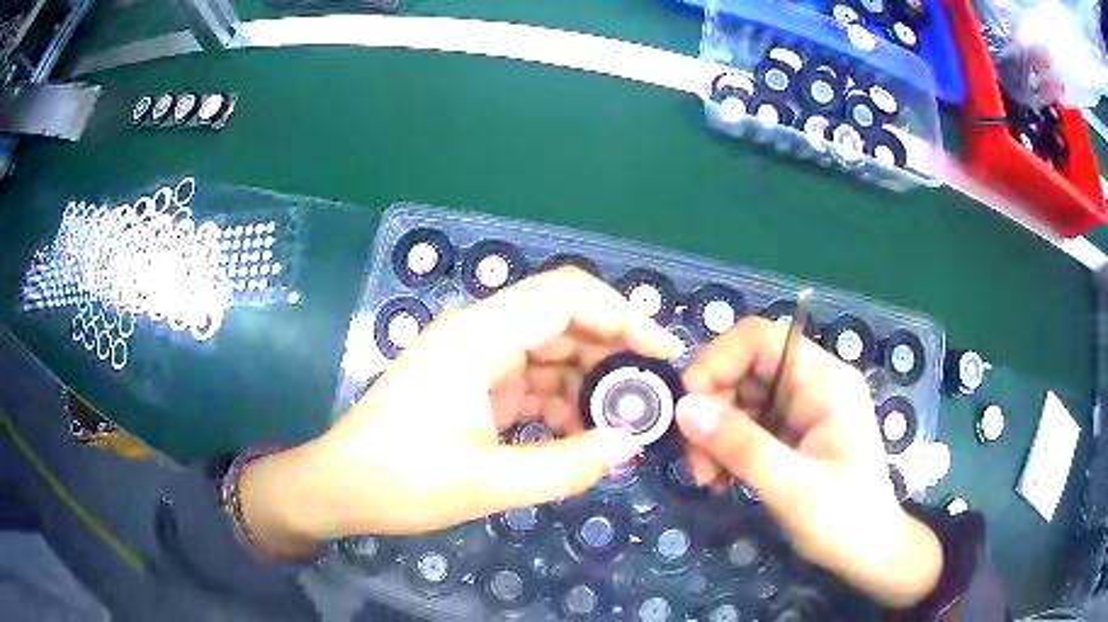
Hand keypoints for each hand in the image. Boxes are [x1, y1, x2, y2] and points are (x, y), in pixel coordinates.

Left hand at [239, 267, 682, 556]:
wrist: (339, 488)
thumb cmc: (401, 481)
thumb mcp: (489, 483)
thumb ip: (566, 465)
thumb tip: (629, 445)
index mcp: (477, 338)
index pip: (565, 295)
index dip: (622, 315)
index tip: (661, 354)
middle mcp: (477, 333)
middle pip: (562, 319)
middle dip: (612, 353)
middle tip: (650, 397)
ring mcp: (473, 358)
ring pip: (549, 351)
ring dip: (587, 382)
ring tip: (621, 423)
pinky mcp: (471, 383)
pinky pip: (529, 379)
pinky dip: (559, 401)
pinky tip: (579, 433)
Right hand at [674, 318, 941, 606]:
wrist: (869, 551)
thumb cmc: (843, 519)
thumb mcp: (792, 487)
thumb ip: (741, 446)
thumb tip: (685, 408)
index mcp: (824, 381)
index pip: (760, 339)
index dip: (717, 360)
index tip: (689, 407)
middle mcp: (812, 385)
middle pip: (745, 369)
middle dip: (712, 410)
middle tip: (695, 461)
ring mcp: (802, 409)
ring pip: (741, 399)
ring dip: (714, 434)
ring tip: (707, 478)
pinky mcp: (793, 433)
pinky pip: (747, 425)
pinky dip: (727, 448)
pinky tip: (721, 479)